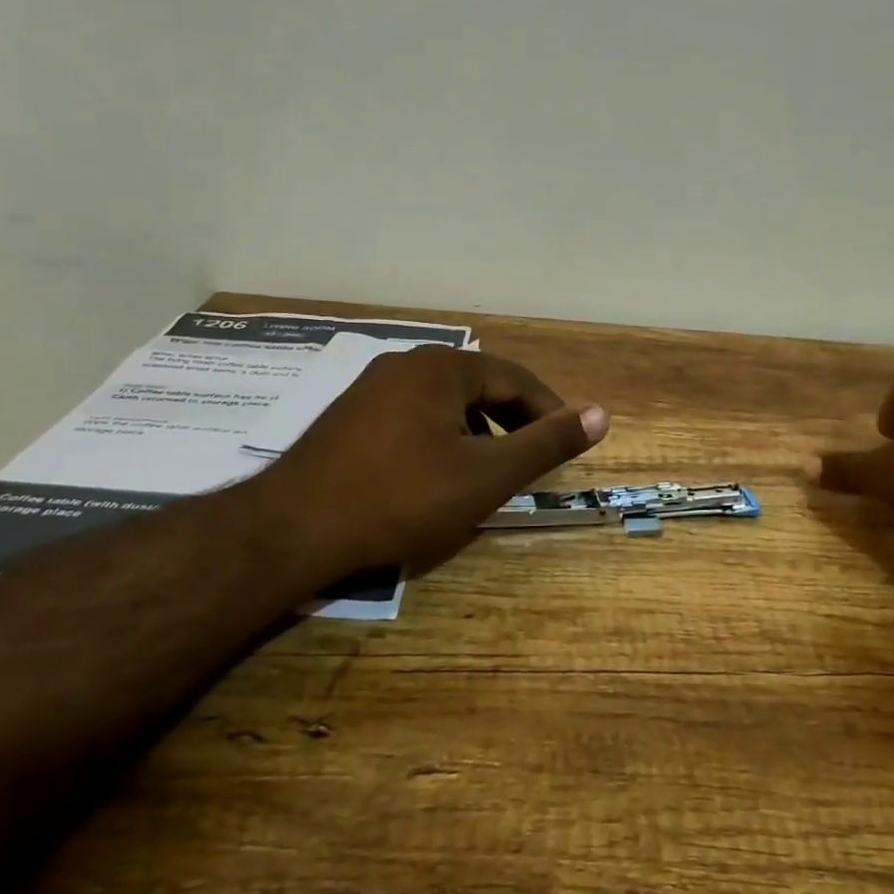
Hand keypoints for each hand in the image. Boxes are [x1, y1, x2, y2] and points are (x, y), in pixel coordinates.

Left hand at [242, 346, 608, 582]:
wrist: (292, 529)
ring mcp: (371, 388)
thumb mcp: (486, 475)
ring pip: (445, 404)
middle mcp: (406, 363)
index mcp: (442, 367)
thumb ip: (546, 444)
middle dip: (512, 422)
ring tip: (486, 473)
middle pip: (479, 387)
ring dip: (476, 432)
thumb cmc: (401, 498)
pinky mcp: (348, 417)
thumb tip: (601, 414)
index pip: (515, 379)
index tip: (566, 446)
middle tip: (530, 462)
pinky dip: (440, 439)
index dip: (549, 412)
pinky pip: (412, 417)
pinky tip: (434, 476)